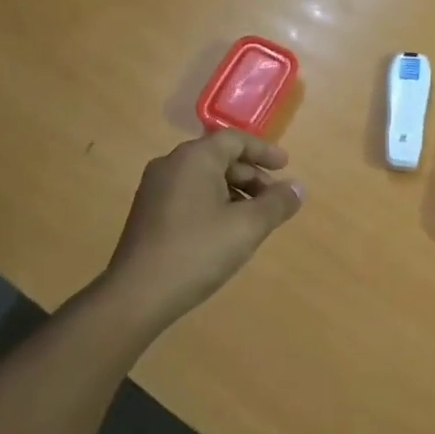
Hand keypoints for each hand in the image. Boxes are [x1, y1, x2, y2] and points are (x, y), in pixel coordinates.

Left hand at [102, 130, 304, 330]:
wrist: (137, 294)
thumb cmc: (198, 251)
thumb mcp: (248, 226)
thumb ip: (277, 203)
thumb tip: (297, 188)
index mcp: (194, 158)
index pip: (235, 140)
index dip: (264, 151)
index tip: (286, 166)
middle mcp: (171, 165)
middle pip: (218, 158)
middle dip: (251, 176)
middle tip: (274, 198)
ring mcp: (154, 189)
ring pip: (204, 178)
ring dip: (234, 192)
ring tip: (254, 219)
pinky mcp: (148, 213)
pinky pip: (189, 195)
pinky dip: (213, 203)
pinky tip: (226, 231)